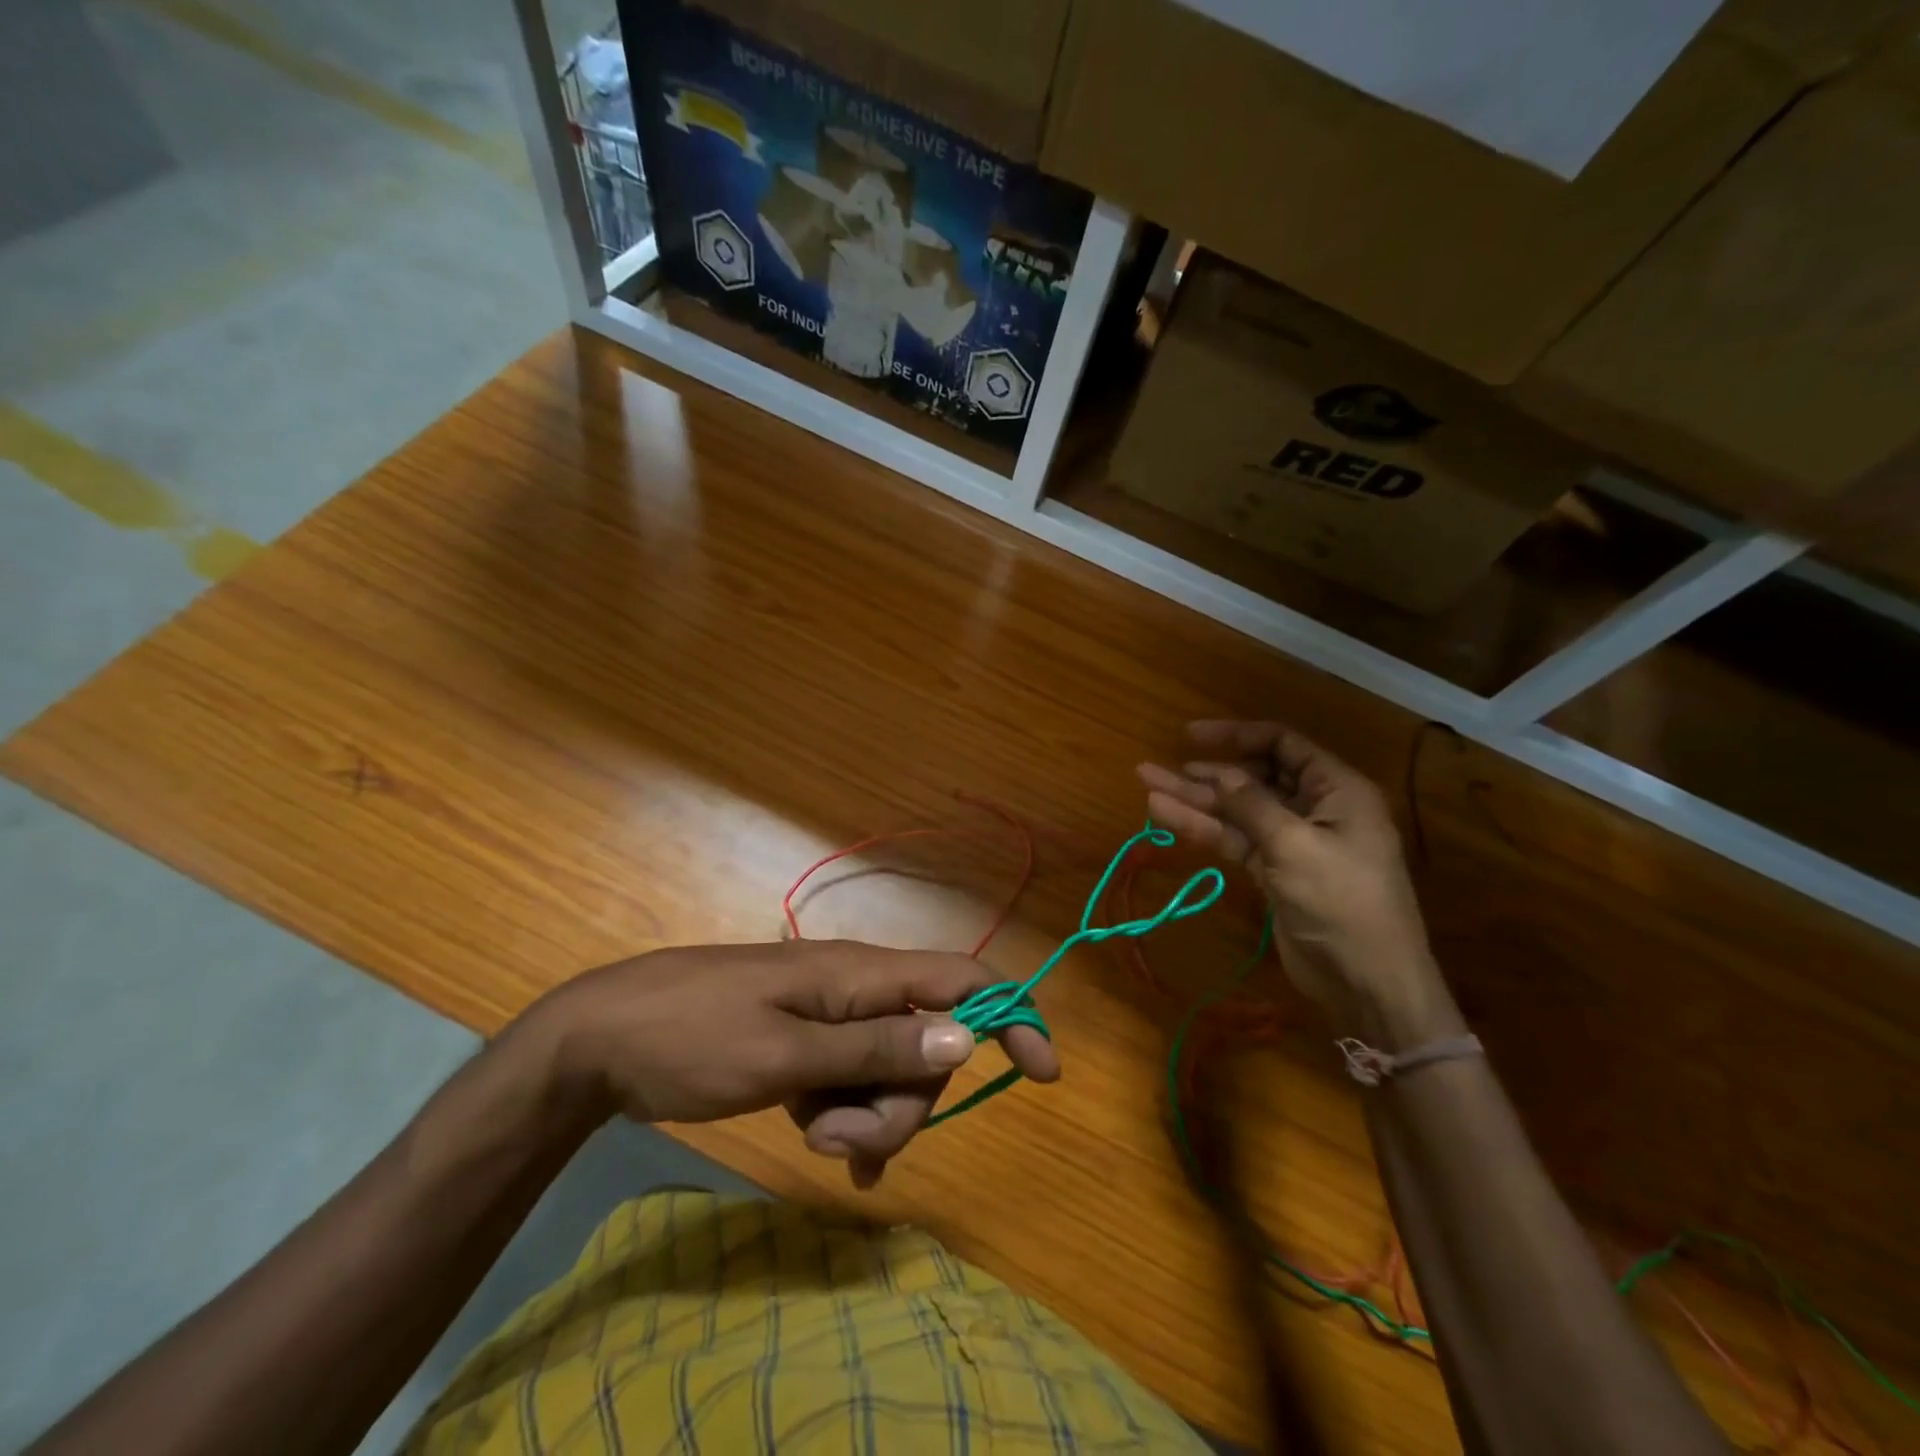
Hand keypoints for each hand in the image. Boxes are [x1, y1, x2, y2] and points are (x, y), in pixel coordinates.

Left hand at [530, 940, 1058, 1185]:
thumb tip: (964, 1036)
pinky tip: (825, 1149)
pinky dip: (848, 1118)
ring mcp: (829, 1019)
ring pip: (890, 1072)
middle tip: (842, 1141)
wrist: (601, 1040)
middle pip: (926, 1045)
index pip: (961, 979)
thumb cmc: (692, 1038)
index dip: (1010, 1014)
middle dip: (903, 1103)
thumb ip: (873, 1047)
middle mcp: (855, 990)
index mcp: (859, 975)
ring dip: (867, 1118)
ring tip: (810, 1136)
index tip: (1046, 1071)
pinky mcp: (805, 1045)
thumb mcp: (782, 1053)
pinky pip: (853, 1083)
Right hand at [1138, 721, 1455, 1042]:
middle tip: (1155, 767)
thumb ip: (1251, 805)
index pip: (1282, 745)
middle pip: (1252, 778)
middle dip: (1204, 771)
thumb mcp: (1295, 844)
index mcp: (1336, 790)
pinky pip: (1234, 840)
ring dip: (1194, 800)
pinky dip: (1202, 829)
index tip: (1190, 736)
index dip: (1235, 736)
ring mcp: (1291, 841)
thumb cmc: (1342, 901)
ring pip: (1236, 811)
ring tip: (1146, 785)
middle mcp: (1314, 808)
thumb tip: (1216, 771)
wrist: (1367, 982)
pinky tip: (1165, 815)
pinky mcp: (1273, 872)